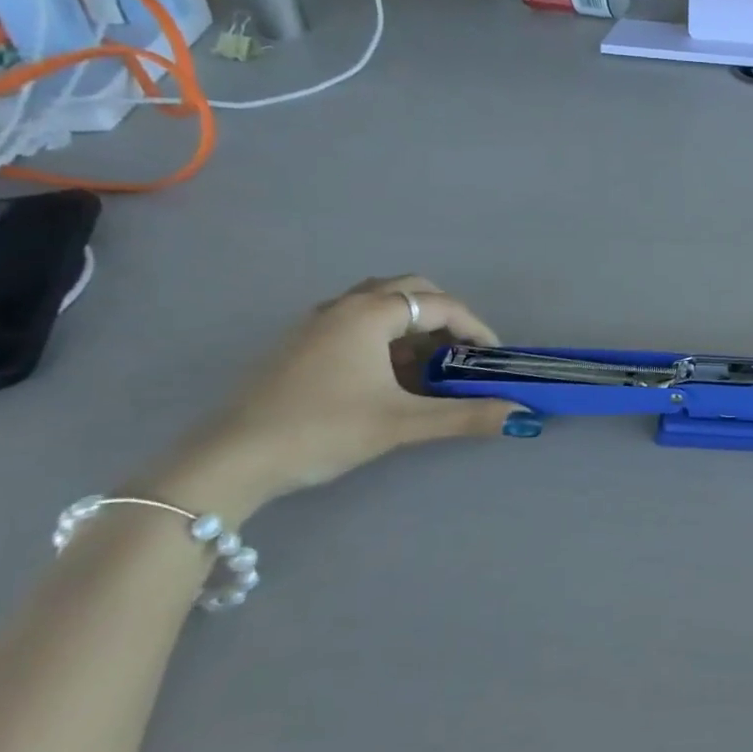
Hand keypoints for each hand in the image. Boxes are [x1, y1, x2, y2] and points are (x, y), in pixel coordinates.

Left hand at [135, 277, 533, 525]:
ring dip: (413, 325)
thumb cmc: (322, 430)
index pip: (440, 305)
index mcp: (370, 313)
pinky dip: (386, 336)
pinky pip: (357, 322)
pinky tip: (388, 376)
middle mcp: (344, 306)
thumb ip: (464, 415)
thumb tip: (522, 416)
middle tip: (463, 352)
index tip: (495, 358)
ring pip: (380, 305)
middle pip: (410, 290)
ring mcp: (316, 323)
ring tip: (429, 365)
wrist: (230, 461)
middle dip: (445, 316)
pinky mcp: (300, 345)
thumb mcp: (401, 423)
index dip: (475, 328)